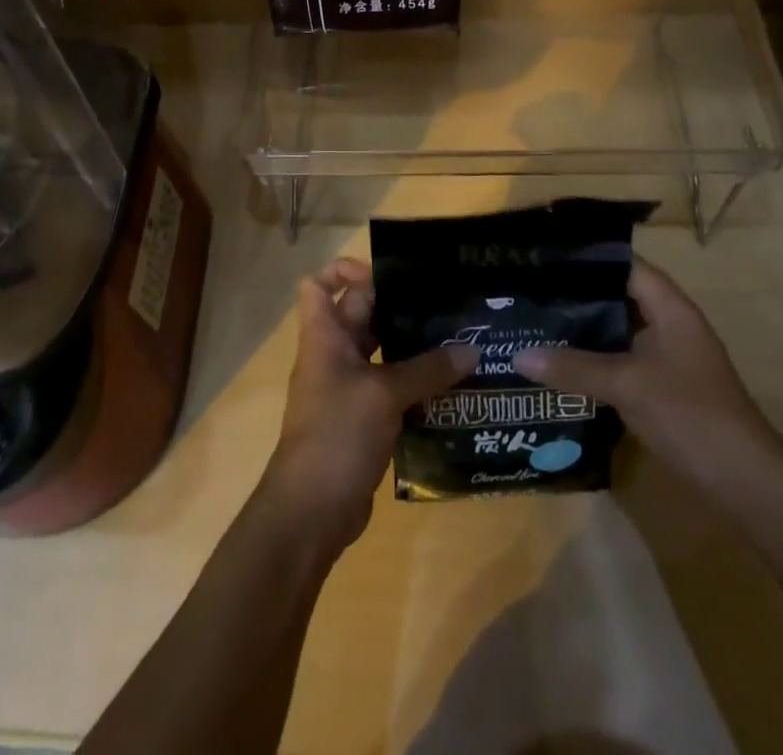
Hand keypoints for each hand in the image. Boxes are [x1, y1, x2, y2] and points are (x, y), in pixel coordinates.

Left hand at [259, 258, 474, 555]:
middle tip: (444, 302)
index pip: (320, 284)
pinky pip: (392, 386)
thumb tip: (471, 349)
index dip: (347, 271)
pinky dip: (416, 382)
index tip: (389, 275)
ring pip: (381, 351)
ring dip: (413, 346)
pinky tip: (453, 384)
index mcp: (324, 336)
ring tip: (458, 338)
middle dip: (398, 305)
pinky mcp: (365, 418)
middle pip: (361, 313)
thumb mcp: (384, 395)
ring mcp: (348, 388)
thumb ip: (427, 369)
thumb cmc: (337, 434)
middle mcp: (334, 354)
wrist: (311, 511)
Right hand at [513, 259, 781, 489]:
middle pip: (617, 295)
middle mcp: (669, 323)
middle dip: (576, 294)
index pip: (623, 265)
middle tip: (530, 290)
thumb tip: (519, 356)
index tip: (544, 258)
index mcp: (669, 307)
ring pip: (617, 329)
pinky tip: (561, 363)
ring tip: (536, 321)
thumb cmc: (689, 414)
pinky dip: (594, 357)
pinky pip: (621, 357)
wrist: (743, 479)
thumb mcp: (626, 385)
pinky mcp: (662, 384)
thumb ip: (573, 367)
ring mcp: (667, 355)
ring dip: (584, 328)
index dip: (586, 258)